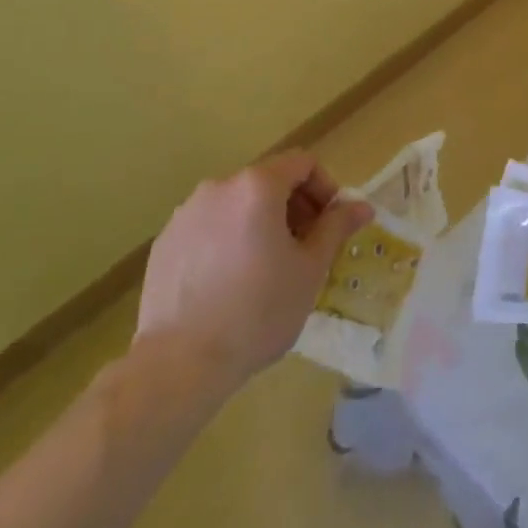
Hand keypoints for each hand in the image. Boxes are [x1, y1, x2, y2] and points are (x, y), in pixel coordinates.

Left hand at [135, 150, 371, 384]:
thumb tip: (361, 206)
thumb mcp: (310, 269)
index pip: (303, 163)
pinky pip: (209, 227)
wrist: (179, 364)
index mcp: (258, 186)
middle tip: (305, 248)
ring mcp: (186, 213)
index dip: (325, 188)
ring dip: (261, 223)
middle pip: (269, 181)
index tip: (331, 224)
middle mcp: (219, 187)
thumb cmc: (258, 311)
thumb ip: (336, 227)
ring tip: (267, 267)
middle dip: (294, 206)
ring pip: (237, 205)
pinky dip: (228, 239)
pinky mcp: (166, 242)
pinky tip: (231, 282)